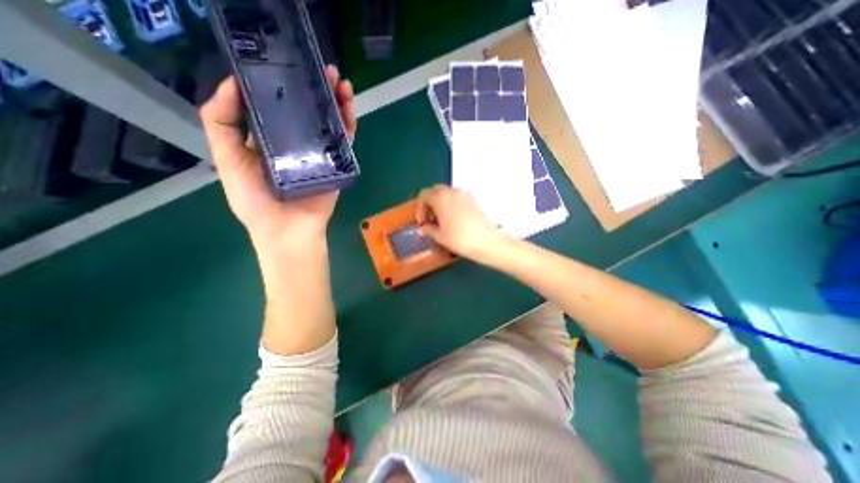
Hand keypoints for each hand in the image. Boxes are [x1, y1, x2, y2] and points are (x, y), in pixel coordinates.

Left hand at [197, 63, 356, 241]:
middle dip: (315, 86)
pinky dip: (347, 123)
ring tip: (339, 80)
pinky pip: (343, 140)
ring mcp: (319, 152)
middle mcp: (296, 141)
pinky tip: (348, 104)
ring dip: (335, 100)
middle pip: (308, 109)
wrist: (288, 231)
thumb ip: (222, 123)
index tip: (286, 62)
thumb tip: (234, 83)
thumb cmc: (255, 200)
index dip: (283, 82)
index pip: (278, 104)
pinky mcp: (336, 164)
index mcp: (269, 138)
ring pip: (329, 122)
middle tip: (322, 67)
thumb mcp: (227, 159)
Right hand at [414, 183, 504, 259]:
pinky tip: (454, 220)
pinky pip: (458, 198)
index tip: (422, 222)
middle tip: (430, 220)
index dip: (420, 209)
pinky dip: (452, 205)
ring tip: (442, 221)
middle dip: (430, 204)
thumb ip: (428, 229)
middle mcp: (452, 191)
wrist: (487, 242)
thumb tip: (422, 229)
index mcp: (440, 198)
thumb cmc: (459, 239)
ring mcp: (465, 194)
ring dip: (441, 204)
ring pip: (447, 194)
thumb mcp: (440, 236)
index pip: (424, 195)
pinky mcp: (474, 200)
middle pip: (435, 191)